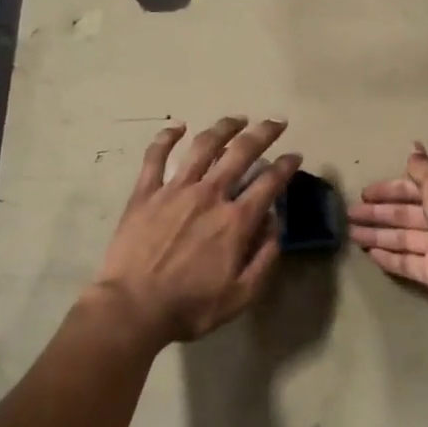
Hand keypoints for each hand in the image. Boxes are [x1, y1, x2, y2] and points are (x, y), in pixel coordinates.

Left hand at [94, 117, 300, 346]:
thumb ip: (264, 257)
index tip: (295, 156)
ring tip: (237, 119)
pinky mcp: (145, 192)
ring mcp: (174, 190)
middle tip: (276, 122)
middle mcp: (209, 195)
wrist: (133, 307)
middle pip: (241, 153)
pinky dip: (166, 137)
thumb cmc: (190, 307)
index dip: (286, 166)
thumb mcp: (241, 295)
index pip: (269, 183)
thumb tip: (276, 223)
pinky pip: (155, 156)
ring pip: (203, 146)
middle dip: (263, 133)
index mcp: (235, 221)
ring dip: (223, 128)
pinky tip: (177, 127)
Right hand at [351, 143, 427, 322]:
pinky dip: (388, 258)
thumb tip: (414, 147)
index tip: (363, 193)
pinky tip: (369, 255)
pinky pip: (406, 262)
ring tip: (351, 234)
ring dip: (377, 234)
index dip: (388, 190)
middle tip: (348, 214)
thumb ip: (424, 170)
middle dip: (377, 212)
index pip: (412, 188)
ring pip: (401, 237)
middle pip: (404, 213)